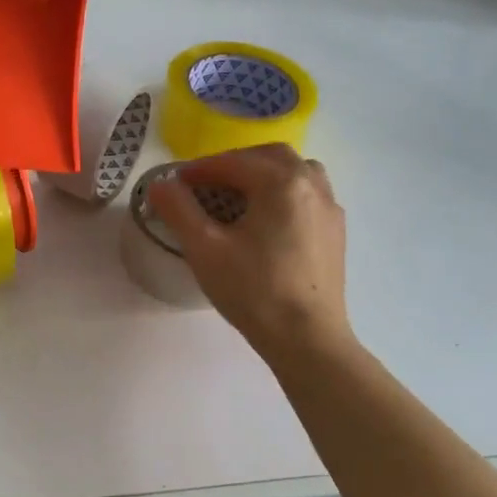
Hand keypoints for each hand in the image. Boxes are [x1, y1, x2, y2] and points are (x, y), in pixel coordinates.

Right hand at [147, 144, 352, 358]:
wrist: (308, 340)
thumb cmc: (254, 291)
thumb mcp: (205, 249)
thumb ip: (179, 209)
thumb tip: (160, 183)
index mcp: (281, 183)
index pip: (233, 162)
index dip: (200, 169)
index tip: (176, 183)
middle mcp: (311, 185)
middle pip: (269, 157)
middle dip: (235, 163)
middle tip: (207, 184)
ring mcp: (329, 208)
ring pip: (295, 171)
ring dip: (264, 173)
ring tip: (240, 196)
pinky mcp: (335, 232)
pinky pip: (309, 194)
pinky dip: (284, 192)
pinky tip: (268, 219)